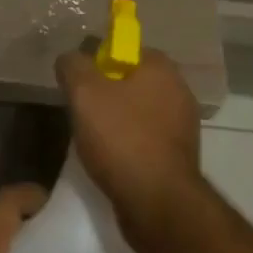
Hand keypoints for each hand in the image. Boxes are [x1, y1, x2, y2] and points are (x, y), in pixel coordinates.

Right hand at [54, 46, 201, 240]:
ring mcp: (182, 125)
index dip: (96, 63)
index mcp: (161, 67)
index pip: (123, 49)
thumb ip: (73, 65)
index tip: (78, 84)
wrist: (157, 203)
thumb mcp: (84, 92)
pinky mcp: (179, 156)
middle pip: (130, 80)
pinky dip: (128, 145)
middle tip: (81, 112)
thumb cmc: (121, 138)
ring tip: (92, 140)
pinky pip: (145, 139)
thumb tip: (70, 58)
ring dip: (115, 121)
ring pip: (137, 111)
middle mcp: (178, 89)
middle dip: (104, 94)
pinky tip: (111, 160)